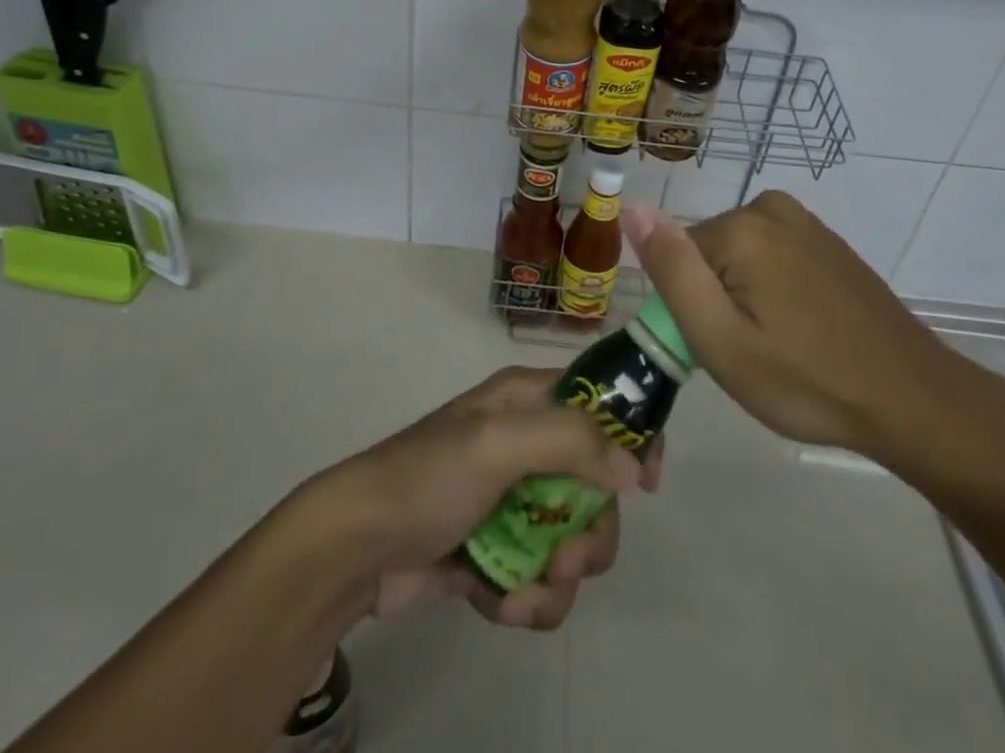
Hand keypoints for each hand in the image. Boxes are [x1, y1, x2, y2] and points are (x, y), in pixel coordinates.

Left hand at [305, 367, 662, 631]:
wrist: (357, 549)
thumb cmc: (428, 477)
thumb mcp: (497, 442)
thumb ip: (570, 442)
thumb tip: (633, 468)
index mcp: (527, 401)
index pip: (600, 401)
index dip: (632, 436)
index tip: (647, 484)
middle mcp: (528, 444)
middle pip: (599, 487)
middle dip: (590, 532)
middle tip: (564, 555)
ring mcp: (514, 501)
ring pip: (575, 541)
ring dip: (558, 578)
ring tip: (521, 590)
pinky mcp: (500, 552)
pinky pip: (543, 581)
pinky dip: (528, 600)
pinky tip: (497, 603)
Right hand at [623, 192, 979, 466]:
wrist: (915, 401)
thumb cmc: (808, 380)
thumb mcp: (720, 339)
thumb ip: (672, 270)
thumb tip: (631, 207)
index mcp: (739, 228)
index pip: (677, 258)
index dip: (690, 308)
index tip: (720, 348)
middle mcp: (770, 208)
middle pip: (709, 254)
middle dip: (718, 300)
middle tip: (752, 353)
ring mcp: (806, 223)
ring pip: (740, 257)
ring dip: (748, 297)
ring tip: (781, 346)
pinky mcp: (829, 242)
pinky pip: (775, 257)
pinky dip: (777, 290)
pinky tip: (806, 329)